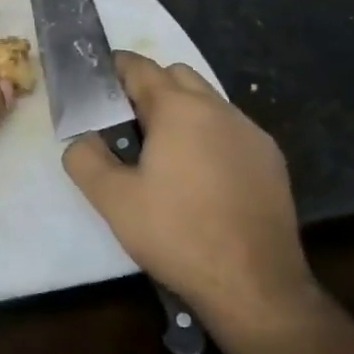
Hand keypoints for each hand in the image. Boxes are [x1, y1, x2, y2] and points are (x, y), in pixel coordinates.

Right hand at [62, 52, 320, 340]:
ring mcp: (251, 133)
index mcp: (178, 109)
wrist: (255, 286)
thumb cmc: (177, 235)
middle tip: (126, 122)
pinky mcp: (271, 160)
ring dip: (181, 111)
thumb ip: (84, 158)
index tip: (95, 85)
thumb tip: (82, 138)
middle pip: (176, 75)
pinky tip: (201, 177)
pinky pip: (231, 129)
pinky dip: (209, 135)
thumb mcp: (112, 200)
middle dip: (149, 87)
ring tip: (163, 153)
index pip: (139, 67)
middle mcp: (218, 109)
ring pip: (207, 101)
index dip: (113, 69)